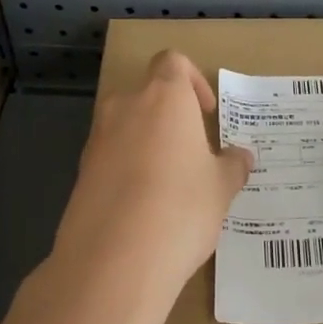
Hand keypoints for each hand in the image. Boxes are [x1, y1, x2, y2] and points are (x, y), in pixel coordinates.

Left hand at [49, 50, 253, 323]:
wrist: (113, 262)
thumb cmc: (181, 208)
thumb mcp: (220, 188)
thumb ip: (232, 166)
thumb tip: (242, 156)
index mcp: (164, 96)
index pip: (172, 61)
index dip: (192, 80)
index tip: (206, 113)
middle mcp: (126, 106)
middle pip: (147, 94)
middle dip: (169, 117)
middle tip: (191, 152)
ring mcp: (98, 139)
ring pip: (126, 127)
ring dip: (146, 144)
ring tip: (169, 185)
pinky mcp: (81, 173)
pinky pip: (110, 158)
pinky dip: (126, 171)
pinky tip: (144, 209)